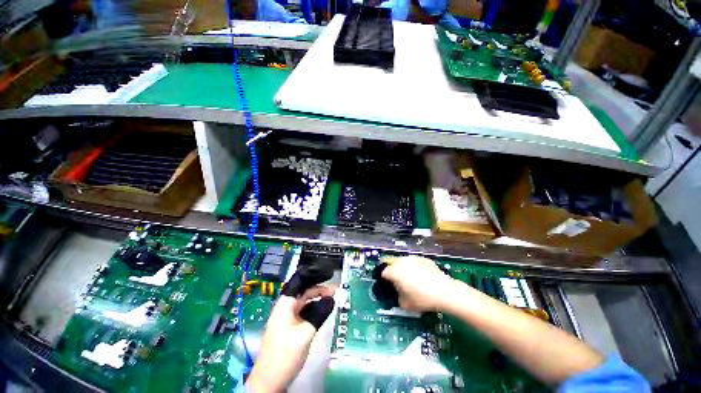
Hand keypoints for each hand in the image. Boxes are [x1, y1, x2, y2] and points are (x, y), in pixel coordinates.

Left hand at [245, 267, 335, 392]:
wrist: (269, 381)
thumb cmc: (285, 355)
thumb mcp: (305, 333)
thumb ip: (319, 314)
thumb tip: (331, 299)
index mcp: (285, 304)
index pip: (300, 282)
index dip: (314, 276)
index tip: (329, 274)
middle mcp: (285, 307)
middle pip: (304, 291)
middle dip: (319, 289)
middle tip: (335, 290)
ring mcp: (286, 316)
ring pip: (304, 301)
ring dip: (317, 298)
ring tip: (332, 298)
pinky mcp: (289, 325)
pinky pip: (303, 310)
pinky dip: (314, 308)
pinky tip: (322, 310)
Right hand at [381, 256, 457, 312]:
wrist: (445, 292)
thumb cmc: (422, 299)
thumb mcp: (405, 304)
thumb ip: (397, 296)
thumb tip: (398, 292)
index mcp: (394, 271)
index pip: (383, 272)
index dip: (383, 278)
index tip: (386, 284)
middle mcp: (401, 261)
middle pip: (389, 260)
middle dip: (388, 267)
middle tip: (392, 277)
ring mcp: (412, 258)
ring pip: (401, 260)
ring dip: (400, 266)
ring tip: (407, 277)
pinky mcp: (422, 258)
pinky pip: (413, 261)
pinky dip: (413, 266)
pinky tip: (420, 276)